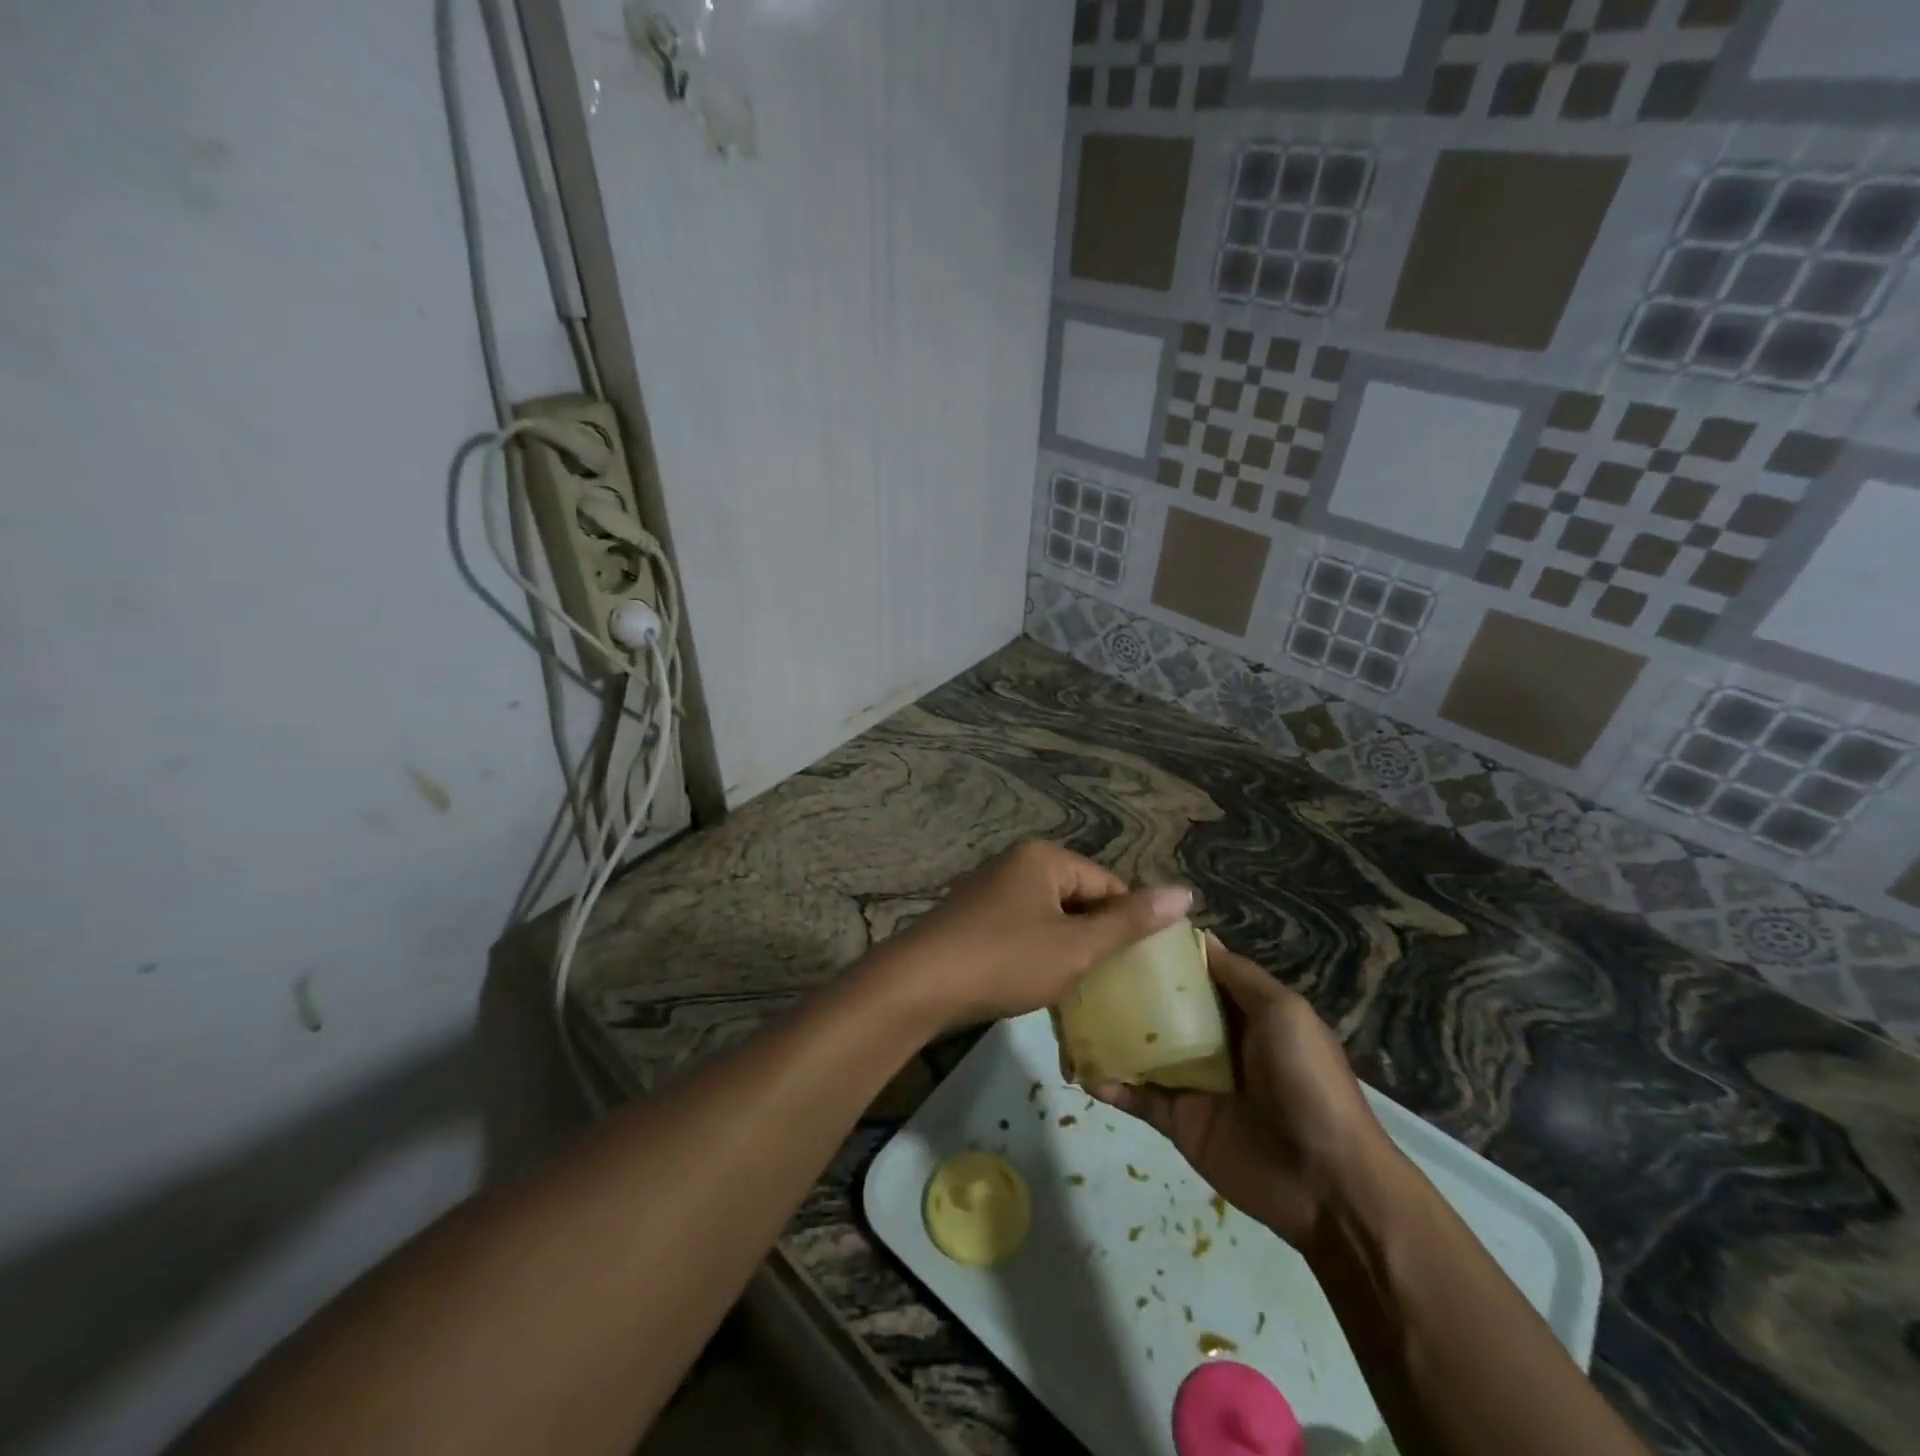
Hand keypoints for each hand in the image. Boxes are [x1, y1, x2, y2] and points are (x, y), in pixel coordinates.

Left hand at [867, 840, 1192, 1028]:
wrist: (918, 984)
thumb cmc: (1005, 960)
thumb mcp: (1075, 946)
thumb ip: (1129, 922)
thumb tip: (1185, 893)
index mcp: (1044, 858)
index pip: (1108, 886)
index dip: (1128, 926)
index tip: (1138, 968)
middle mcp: (1016, 863)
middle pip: (1078, 899)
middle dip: (1095, 939)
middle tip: (1110, 984)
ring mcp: (989, 889)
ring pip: (1049, 918)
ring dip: (1066, 950)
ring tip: (1078, 989)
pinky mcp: (971, 917)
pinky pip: (1021, 929)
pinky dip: (1036, 954)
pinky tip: (1037, 984)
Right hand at [1094, 934, 1394, 1247]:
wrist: (1327, 1182)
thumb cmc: (1307, 1082)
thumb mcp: (1283, 1012)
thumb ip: (1237, 976)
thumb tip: (1197, 936)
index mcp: (1239, 1009)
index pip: (1190, 970)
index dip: (1159, 949)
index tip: (1116, 925)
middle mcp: (1209, 1038)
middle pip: (1157, 1006)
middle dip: (1120, 989)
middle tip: (1076, 971)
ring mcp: (1189, 1080)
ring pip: (1138, 1047)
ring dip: (1105, 1034)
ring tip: (1065, 1017)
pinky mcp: (1175, 1119)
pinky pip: (1134, 1095)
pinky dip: (1108, 1082)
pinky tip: (1080, 1070)